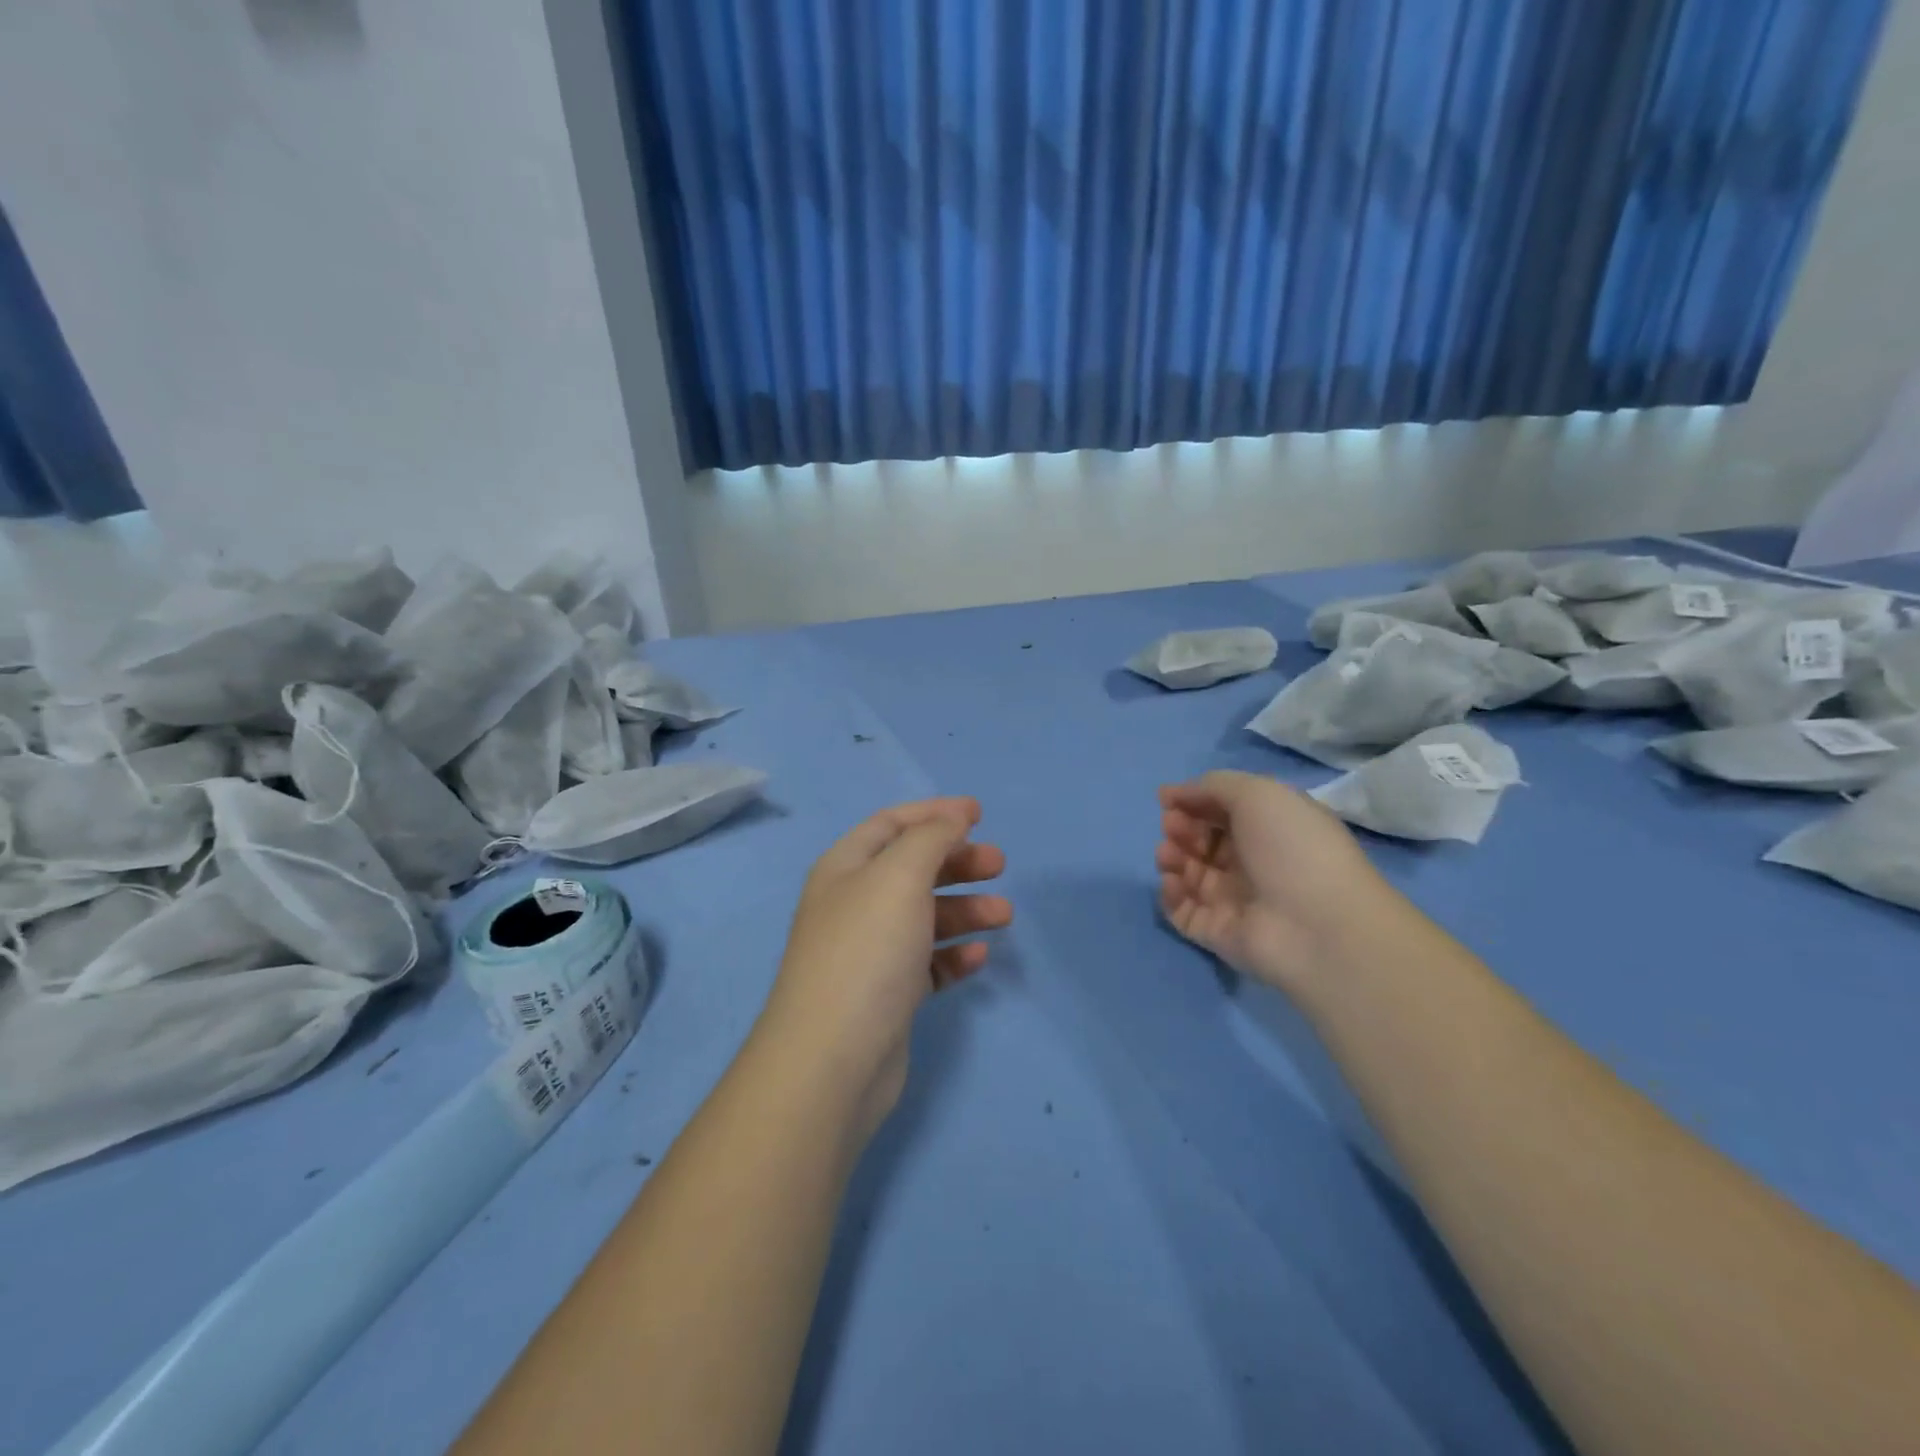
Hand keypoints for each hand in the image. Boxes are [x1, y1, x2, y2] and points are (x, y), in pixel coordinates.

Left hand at [759, 797, 1010, 1136]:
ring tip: (1003, 915)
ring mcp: (869, 953)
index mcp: (845, 868)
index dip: (934, 814)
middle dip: (957, 862)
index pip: (892, 824)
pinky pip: (926, 962)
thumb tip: (952, 817)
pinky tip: (977, 956)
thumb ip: (930, 838)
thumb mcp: (899, 876)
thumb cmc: (867, 951)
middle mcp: (854, 905)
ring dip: (965, 910)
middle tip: (999, 865)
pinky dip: (953, 954)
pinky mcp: (887, 995)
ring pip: (924, 917)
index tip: (979, 814)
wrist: (833, 1060)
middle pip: (912, 869)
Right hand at [1156, 771, 1405, 994]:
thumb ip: (1212, 785)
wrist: (1317, 927)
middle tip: (1173, 827)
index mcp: (1269, 827)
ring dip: (1171, 856)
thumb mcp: (1258, 794)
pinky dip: (1170, 893)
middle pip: (1202, 839)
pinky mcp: (1217, 932)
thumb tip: (1171, 794)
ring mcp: (1233, 899)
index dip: (1193, 801)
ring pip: (1188, 872)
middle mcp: (1252, 861)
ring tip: (1170, 855)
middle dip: (1180, 827)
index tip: (1167, 800)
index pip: (1221, 810)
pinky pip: (1181, 909)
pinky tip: (1173, 882)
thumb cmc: (1292, 849)